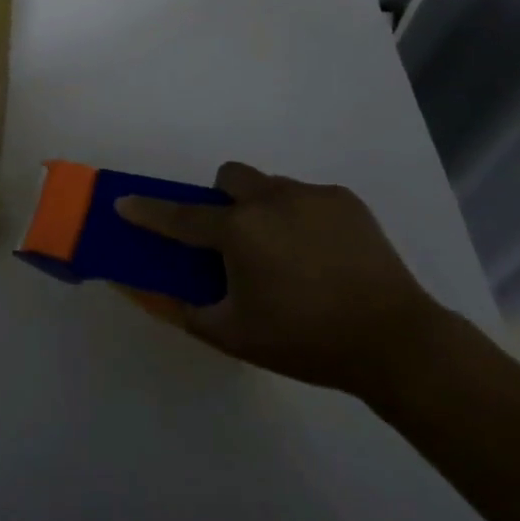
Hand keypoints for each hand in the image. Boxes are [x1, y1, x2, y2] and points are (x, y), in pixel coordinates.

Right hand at [116, 163, 450, 397]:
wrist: (395, 342)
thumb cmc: (305, 340)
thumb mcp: (235, 336)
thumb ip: (185, 310)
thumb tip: (149, 291)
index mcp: (239, 231)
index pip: (180, 216)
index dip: (148, 210)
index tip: (124, 202)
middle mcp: (269, 199)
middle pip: (229, 178)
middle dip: (222, 200)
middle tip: (236, 240)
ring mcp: (310, 195)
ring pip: (270, 186)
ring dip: (264, 210)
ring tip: (290, 255)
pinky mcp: (345, 199)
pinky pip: (308, 198)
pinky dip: (303, 218)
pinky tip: (325, 256)